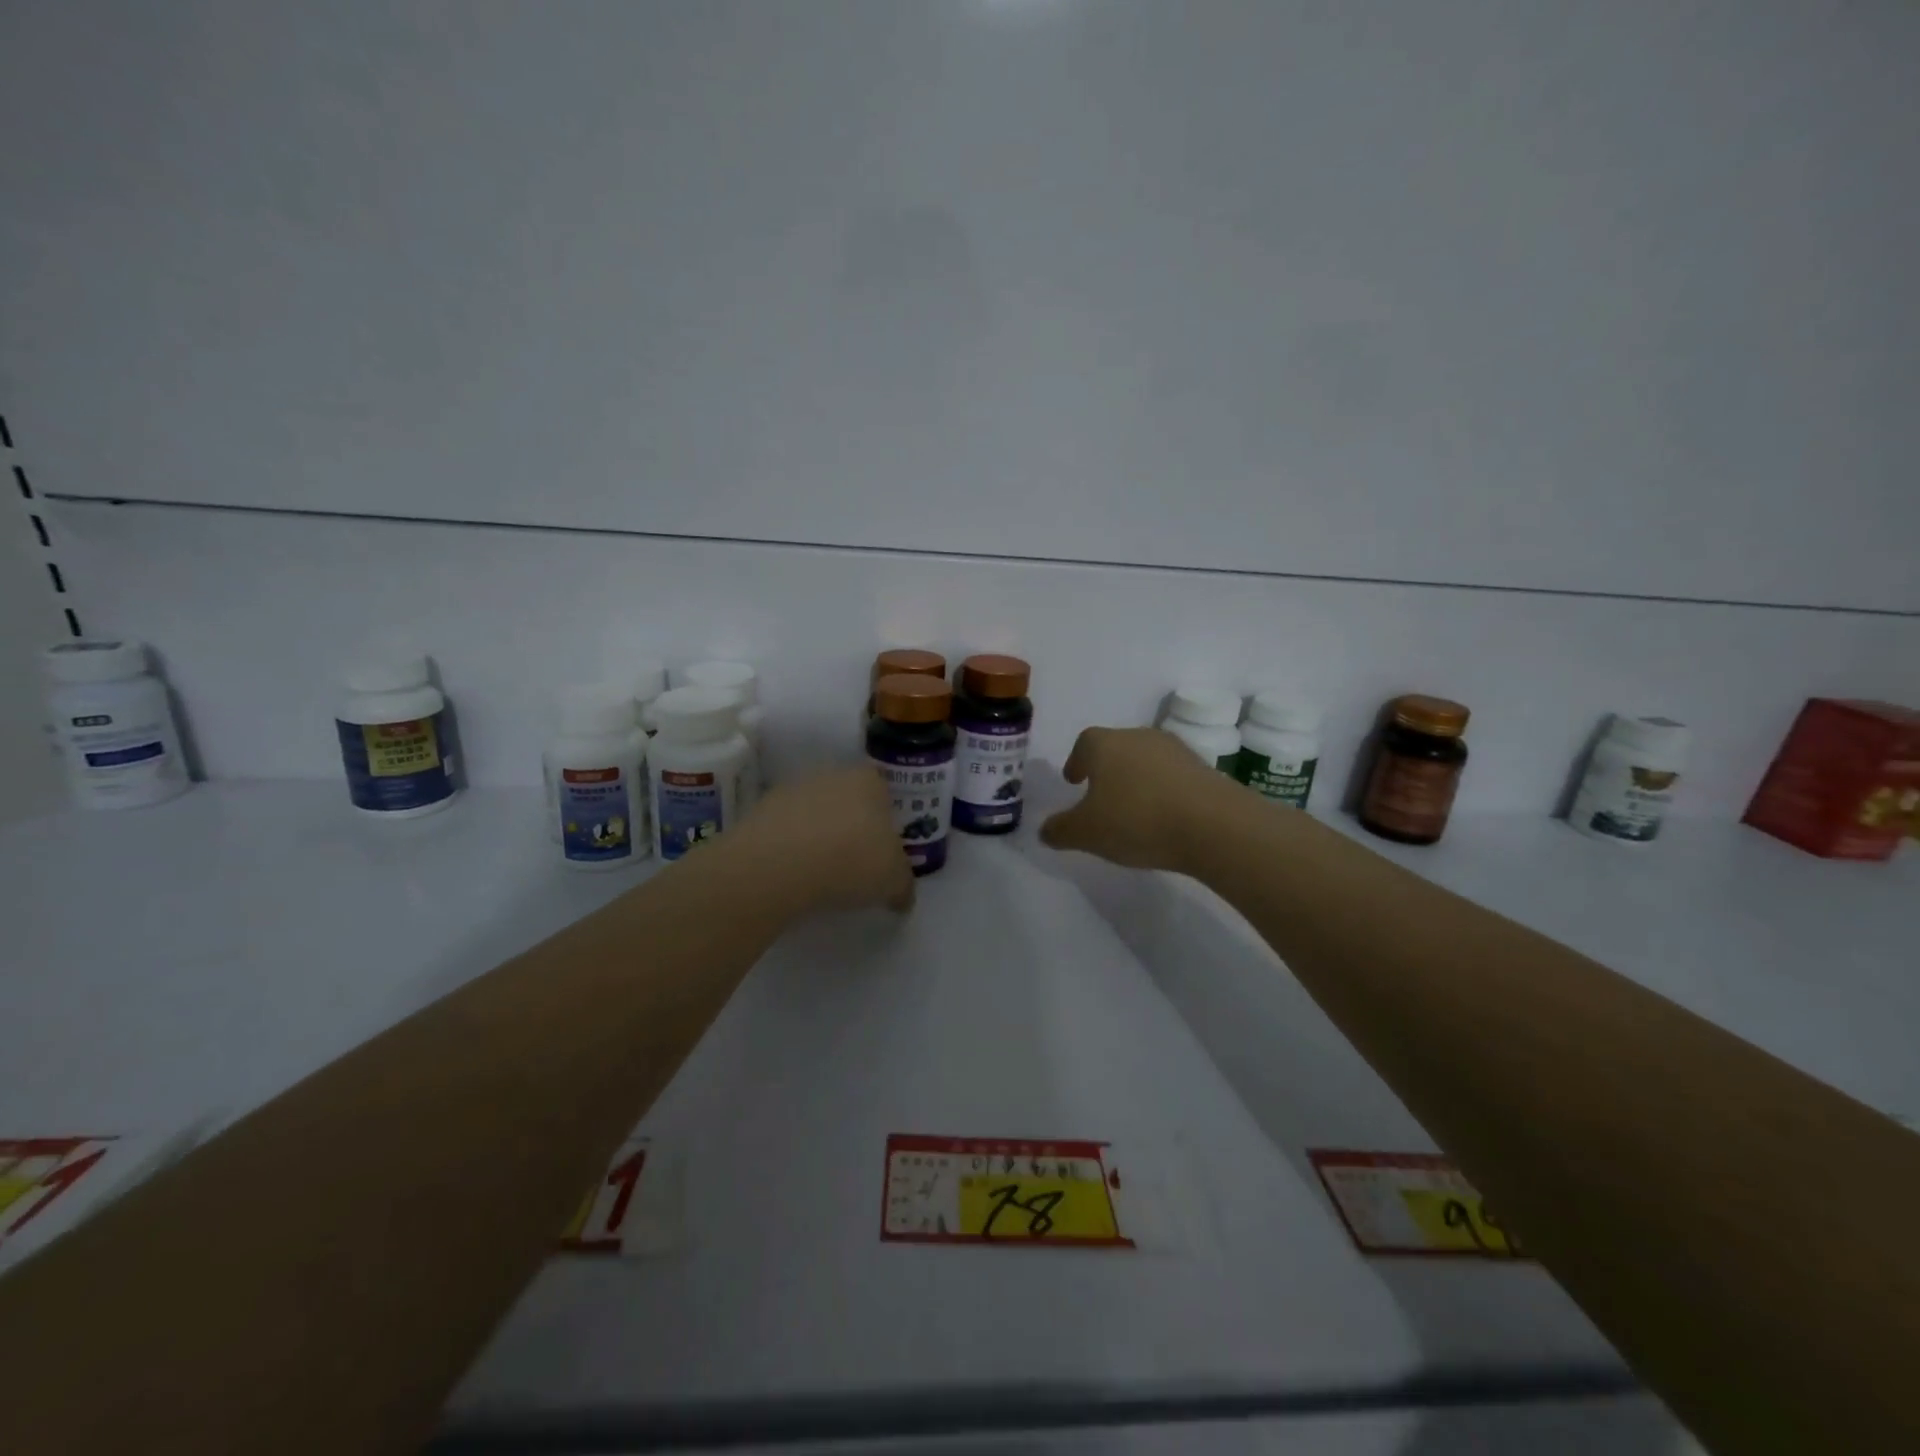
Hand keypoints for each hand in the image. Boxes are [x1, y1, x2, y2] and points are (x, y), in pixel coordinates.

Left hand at [736, 765, 915, 913]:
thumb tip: (902, 896)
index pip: (884, 792)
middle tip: (854, 864)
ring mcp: (792, 790)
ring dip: (818, 837)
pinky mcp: (759, 811)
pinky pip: (785, 831)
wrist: (779, 865)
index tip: (883, 851)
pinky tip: (793, 875)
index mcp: (869, 781)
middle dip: (851, 826)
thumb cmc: (853, 860)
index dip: (886, 821)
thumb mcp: (894, 880)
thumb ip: (903, 885)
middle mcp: (831, 775)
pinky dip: (790, 849)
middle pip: (848, 800)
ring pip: (814, 814)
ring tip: (820, 875)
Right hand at [1040, 726, 1239, 872]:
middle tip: (1101, 796)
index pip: (1084, 743)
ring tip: (1134, 810)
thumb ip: (1061, 830)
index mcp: (1105, 745)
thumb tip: (1046, 830)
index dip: (1076, 761)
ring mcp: (1176, 750)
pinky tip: (1164, 817)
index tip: (1074, 781)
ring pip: (1146, 761)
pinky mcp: (1205, 769)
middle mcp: (1139, 737)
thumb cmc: (1137, 820)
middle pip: (1116, 748)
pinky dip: (1163, 791)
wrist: (1214, 825)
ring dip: (1137, 780)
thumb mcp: (1086, 833)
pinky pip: (1173, 777)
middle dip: (1106, 769)